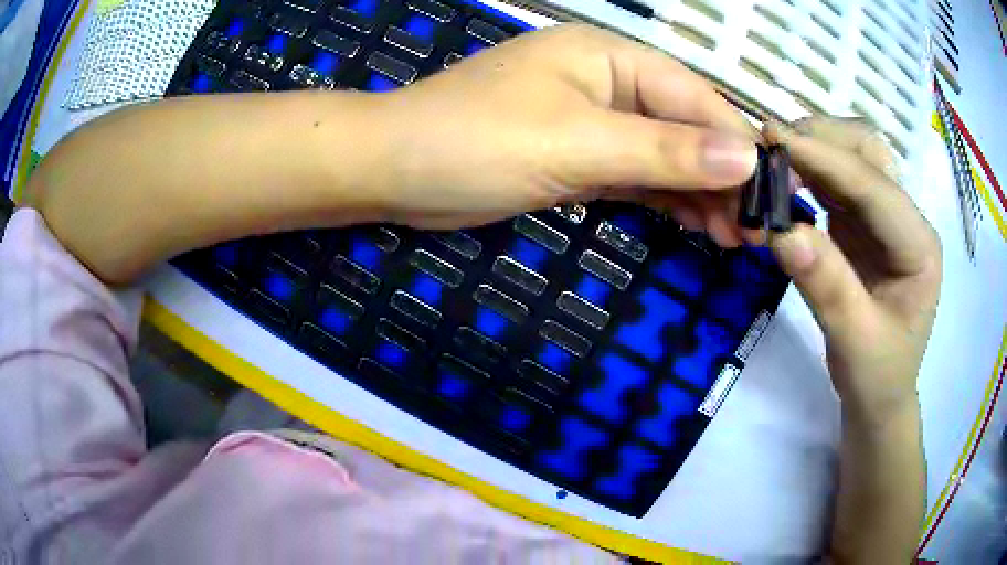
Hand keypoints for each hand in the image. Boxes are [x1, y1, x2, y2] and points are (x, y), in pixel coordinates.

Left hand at [368, 24, 757, 244]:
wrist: (394, 171)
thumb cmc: (474, 141)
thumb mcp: (575, 142)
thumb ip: (662, 151)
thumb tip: (744, 156)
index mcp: (609, 58)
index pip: (694, 99)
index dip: (737, 147)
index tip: (773, 196)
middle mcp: (608, 83)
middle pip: (684, 128)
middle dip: (723, 178)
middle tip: (758, 233)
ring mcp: (593, 122)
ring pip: (664, 157)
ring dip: (701, 195)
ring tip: (737, 238)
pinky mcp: (577, 158)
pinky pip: (637, 176)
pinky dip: (667, 200)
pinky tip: (698, 225)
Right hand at [766, 117, 941, 424]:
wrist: (881, 396)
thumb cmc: (878, 376)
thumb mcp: (855, 343)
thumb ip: (826, 287)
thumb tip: (782, 232)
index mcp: (919, 245)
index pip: (873, 187)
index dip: (825, 159)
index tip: (771, 141)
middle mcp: (907, 219)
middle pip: (868, 152)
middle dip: (821, 140)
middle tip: (771, 150)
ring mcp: (885, 218)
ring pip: (852, 155)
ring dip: (813, 149)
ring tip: (773, 161)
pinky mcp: (864, 224)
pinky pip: (836, 181)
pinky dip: (809, 171)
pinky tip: (786, 180)